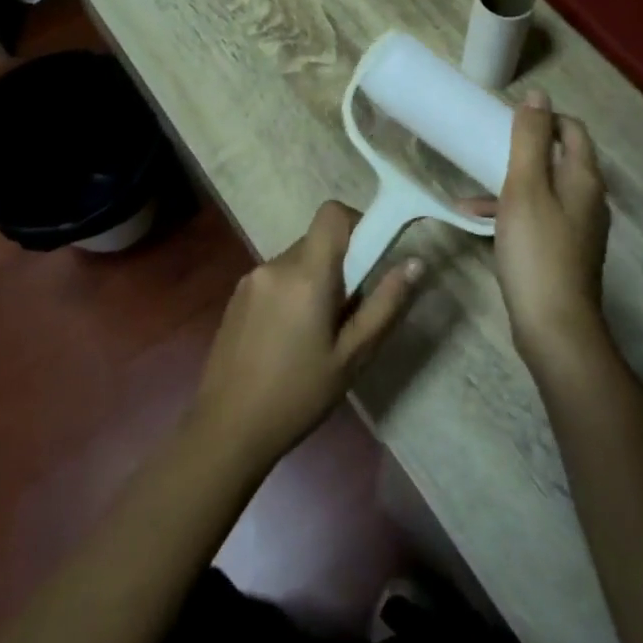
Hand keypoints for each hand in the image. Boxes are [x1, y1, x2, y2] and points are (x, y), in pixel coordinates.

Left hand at [191, 201, 422, 471]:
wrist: (227, 429)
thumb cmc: (299, 395)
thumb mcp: (353, 356)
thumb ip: (385, 304)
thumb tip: (415, 262)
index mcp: (306, 273)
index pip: (332, 213)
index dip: (356, 223)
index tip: (369, 259)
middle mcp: (276, 264)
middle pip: (318, 241)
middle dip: (340, 265)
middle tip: (348, 314)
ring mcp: (251, 279)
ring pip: (297, 261)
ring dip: (314, 281)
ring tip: (317, 334)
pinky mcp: (236, 297)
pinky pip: (276, 278)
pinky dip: (292, 293)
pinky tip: (289, 340)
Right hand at [481, 92, 610, 371]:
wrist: (554, 326)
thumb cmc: (537, 250)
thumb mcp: (525, 187)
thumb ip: (529, 139)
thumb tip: (538, 95)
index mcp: (583, 178)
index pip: (572, 129)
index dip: (544, 118)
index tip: (508, 121)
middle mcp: (588, 199)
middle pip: (559, 158)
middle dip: (524, 149)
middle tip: (488, 147)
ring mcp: (578, 228)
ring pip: (545, 189)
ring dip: (511, 181)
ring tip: (472, 185)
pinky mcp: (564, 252)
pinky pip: (538, 217)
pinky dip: (512, 211)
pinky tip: (476, 220)